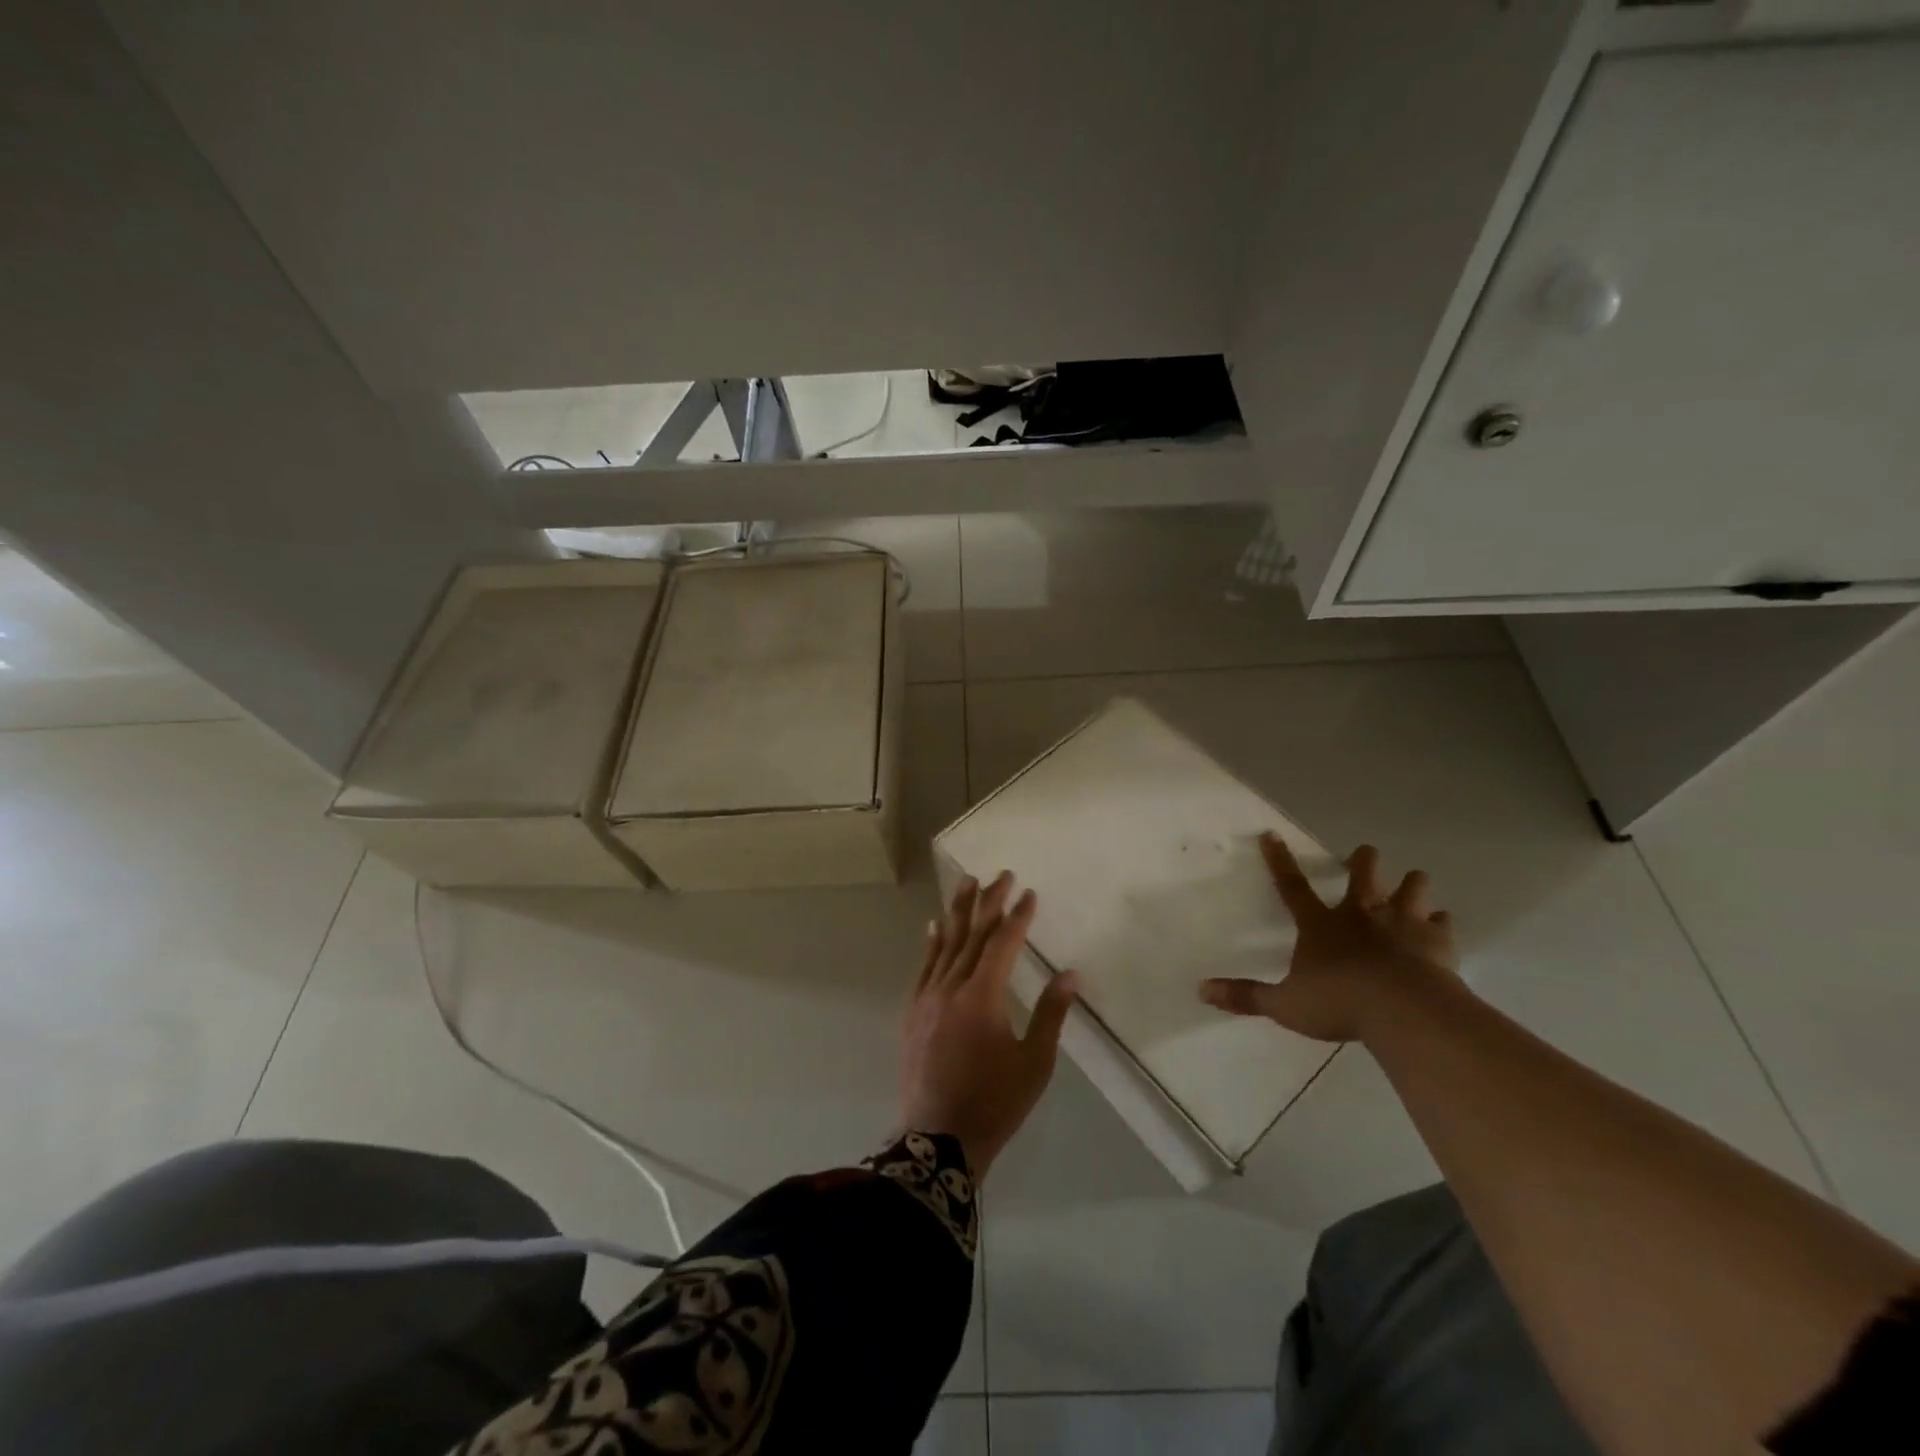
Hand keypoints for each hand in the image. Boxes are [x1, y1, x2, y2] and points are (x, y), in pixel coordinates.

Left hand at [897, 872, 1079, 1178]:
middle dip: (988, 902)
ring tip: (967, 882)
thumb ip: (1051, 1015)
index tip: (1029, 893)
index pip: (1003, 943)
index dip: (1017, 916)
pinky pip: (924, 967)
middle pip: (973, 935)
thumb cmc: (994, 1103)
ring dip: (958, 911)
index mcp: (983, 997)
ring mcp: (928, 998)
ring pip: (946, 944)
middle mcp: (952, 987)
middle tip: (1000, 874)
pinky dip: (932, 943)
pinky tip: (934, 926)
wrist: (937, 1140)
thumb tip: (1071, 974)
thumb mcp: (1034, 1063)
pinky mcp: (913, 1012)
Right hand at [1198, 834, 1457, 1041]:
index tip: (1271, 834)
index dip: (1279, 860)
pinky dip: (1440, 923)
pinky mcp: (1436, 941)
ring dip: (1411, 885)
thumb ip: (1246, 996)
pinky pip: (1442, 923)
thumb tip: (1201, 990)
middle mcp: (1360, 914)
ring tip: (1412, 884)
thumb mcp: (1285, 1005)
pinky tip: (1440, 926)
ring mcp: (1402, 924)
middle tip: (1364, 856)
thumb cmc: (1339, 1003)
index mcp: (1320, 924)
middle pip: (1364, 874)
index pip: (1291, 885)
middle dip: (1363, 861)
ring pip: (1411, 887)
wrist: (1403, 1012)